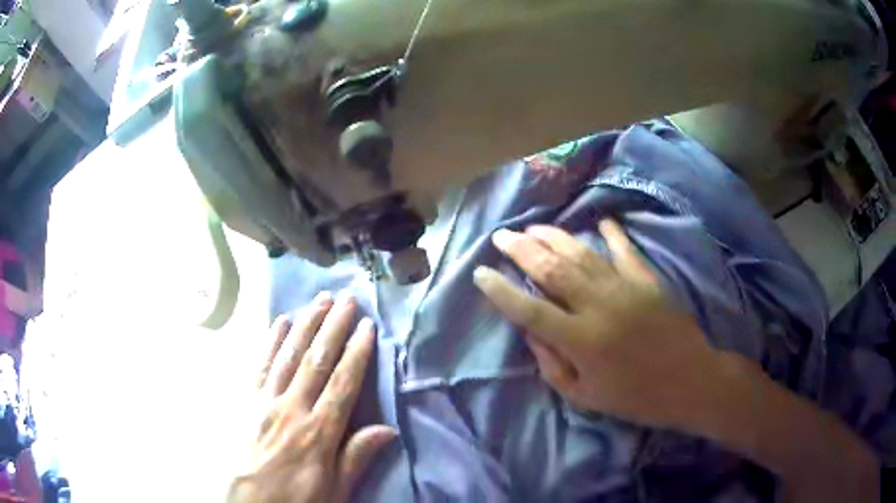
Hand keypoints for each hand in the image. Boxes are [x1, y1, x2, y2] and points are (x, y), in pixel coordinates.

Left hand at [228, 292, 396, 502]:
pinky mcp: (246, 401)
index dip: (357, 352)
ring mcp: (265, 402)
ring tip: (319, 300)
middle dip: (333, 327)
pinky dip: (271, 341)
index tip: (367, 326)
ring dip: (305, 325)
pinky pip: (260, 365)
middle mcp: (292, 409)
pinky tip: (280, 322)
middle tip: (347, 298)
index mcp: (318, 433)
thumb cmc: (297, 499)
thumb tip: (389, 429)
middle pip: (316, 361)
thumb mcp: (336, 490)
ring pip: (289, 355)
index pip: (343, 383)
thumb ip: (357, 457)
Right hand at [473, 220, 724, 429]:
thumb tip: (530, 332)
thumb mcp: (585, 396)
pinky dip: (611, 232)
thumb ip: (552, 365)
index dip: (500, 290)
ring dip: (554, 237)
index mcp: (581, 341)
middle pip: (551, 269)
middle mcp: (598, 306)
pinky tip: (599, 221)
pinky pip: (625, 249)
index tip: (480, 273)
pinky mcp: (647, 279)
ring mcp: (625, 287)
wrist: (689, 382)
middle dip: (521, 249)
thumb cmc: (634, 397)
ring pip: (581, 253)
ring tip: (533, 227)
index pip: (529, 310)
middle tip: (501, 236)